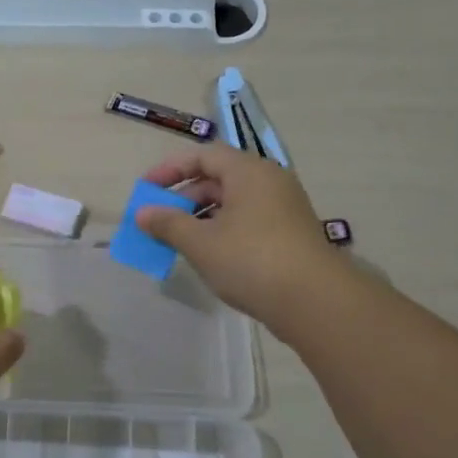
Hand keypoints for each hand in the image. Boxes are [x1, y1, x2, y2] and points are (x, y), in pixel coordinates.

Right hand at [137, 146, 339, 334]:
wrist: (314, 301)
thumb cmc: (251, 260)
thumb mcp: (201, 242)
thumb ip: (168, 224)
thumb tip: (142, 213)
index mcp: (249, 172)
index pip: (203, 156)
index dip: (170, 170)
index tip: (146, 190)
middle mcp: (269, 182)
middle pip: (218, 178)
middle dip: (183, 198)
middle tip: (158, 221)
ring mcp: (282, 208)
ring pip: (232, 203)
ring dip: (200, 217)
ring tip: (178, 241)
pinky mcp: (289, 234)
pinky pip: (247, 221)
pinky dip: (221, 231)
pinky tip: (208, 255)